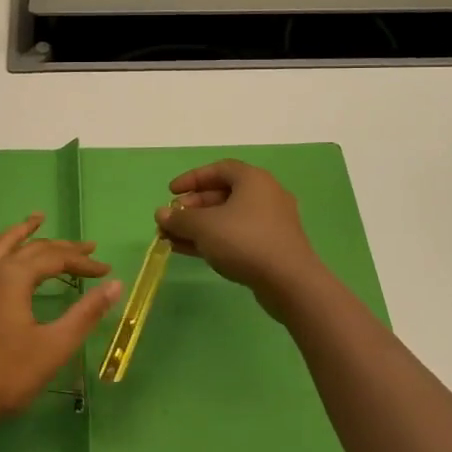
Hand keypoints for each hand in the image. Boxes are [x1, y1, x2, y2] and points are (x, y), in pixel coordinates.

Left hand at [0, 214, 121, 434]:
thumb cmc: (5, 375)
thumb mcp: (53, 346)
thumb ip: (85, 314)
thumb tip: (115, 285)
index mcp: (13, 277)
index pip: (55, 259)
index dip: (82, 262)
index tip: (107, 271)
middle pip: (29, 248)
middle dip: (60, 247)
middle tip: (87, 247)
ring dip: (19, 233)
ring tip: (35, 220)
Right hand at [156, 160, 327, 316]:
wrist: (289, 282)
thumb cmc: (244, 241)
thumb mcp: (204, 227)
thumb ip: (179, 218)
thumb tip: (161, 214)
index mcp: (253, 180)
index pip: (218, 169)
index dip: (192, 178)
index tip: (171, 192)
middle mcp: (265, 195)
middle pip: (222, 194)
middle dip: (192, 207)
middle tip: (171, 219)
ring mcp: (271, 223)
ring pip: (228, 218)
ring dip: (199, 226)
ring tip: (172, 238)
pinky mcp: (272, 246)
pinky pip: (237, 236)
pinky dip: (214, 240)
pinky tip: (190, 251)